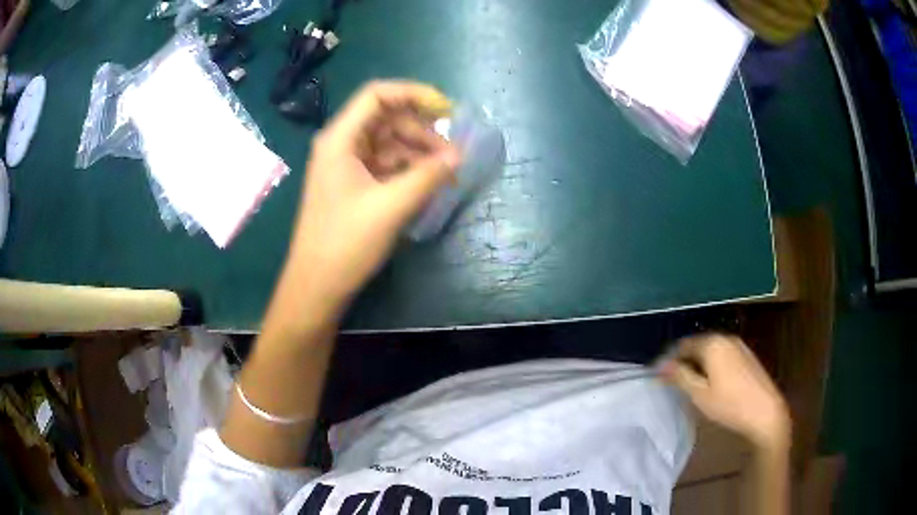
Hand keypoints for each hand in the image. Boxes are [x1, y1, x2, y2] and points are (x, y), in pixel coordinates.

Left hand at [287, 80, 460, 310]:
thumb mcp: (392, 206)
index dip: (413, 94)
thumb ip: (428, 176)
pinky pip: (384, 164)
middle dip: (421, 130)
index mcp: (340, 138)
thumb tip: (460, 155)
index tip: (446, 110)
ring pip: (388, 142)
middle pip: (386, 118)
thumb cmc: (346, 242)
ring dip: (417, 152)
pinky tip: (427, 183)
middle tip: (451, 154)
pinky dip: (407, 169)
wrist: (316, 285)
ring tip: (444, 173)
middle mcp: (341, 144)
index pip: (377, 95)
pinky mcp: (352, 185)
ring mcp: (345, 165)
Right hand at [661, 334, 790, 451]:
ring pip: (711, 350)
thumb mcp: (700, 395)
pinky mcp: (747, 356)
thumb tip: (661, 366)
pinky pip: (722, 354)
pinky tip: (712, 383)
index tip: (658, 376)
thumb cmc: (730, 405)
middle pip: (697, 345)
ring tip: (690, 384)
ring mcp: (739, 346)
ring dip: (698, 363)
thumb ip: (680, 377)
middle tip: (673, 382)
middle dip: (684, 360)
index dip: (669, 359)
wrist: (766, 412)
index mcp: (712, 344)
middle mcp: (726, 338)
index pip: (683, 345)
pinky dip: (712, 364)